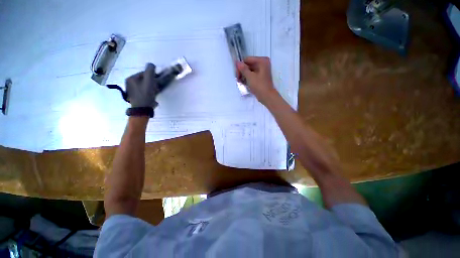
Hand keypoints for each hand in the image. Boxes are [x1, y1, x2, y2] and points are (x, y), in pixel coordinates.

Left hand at [125, 63, 158, 107]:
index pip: (144, 73)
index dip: (152, 77)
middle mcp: (129, 83)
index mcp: (131, 78)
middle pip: (144, 80)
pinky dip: (148, 92)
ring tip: (154, 93)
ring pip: (144, 86)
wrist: (142, 109)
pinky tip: (151, 97)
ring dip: (150, 88)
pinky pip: (143, 91)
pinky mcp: (134, 96)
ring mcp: (131, 90)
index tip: (156, 83)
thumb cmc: (146, 94)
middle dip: (151, 83)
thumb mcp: (149, 81)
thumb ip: (150, 71)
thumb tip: (151, 64)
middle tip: (155, 89)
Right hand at [236, 57, 277, 104]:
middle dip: (242, 72)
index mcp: (262, 61)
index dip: (241, 66)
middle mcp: (263, 63)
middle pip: (248, 65)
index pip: (247, 60)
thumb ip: (243, 69)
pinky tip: (244, 83)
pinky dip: (248, 78)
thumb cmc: (259, 86)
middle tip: (238, 80)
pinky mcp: (261, 77)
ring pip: (249, 70)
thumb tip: (237, 62)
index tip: (237, 75)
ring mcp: (262, 70)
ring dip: (244, 76)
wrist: (267, 96)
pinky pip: (252, 75)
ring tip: (241, 82)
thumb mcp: (250, 77)